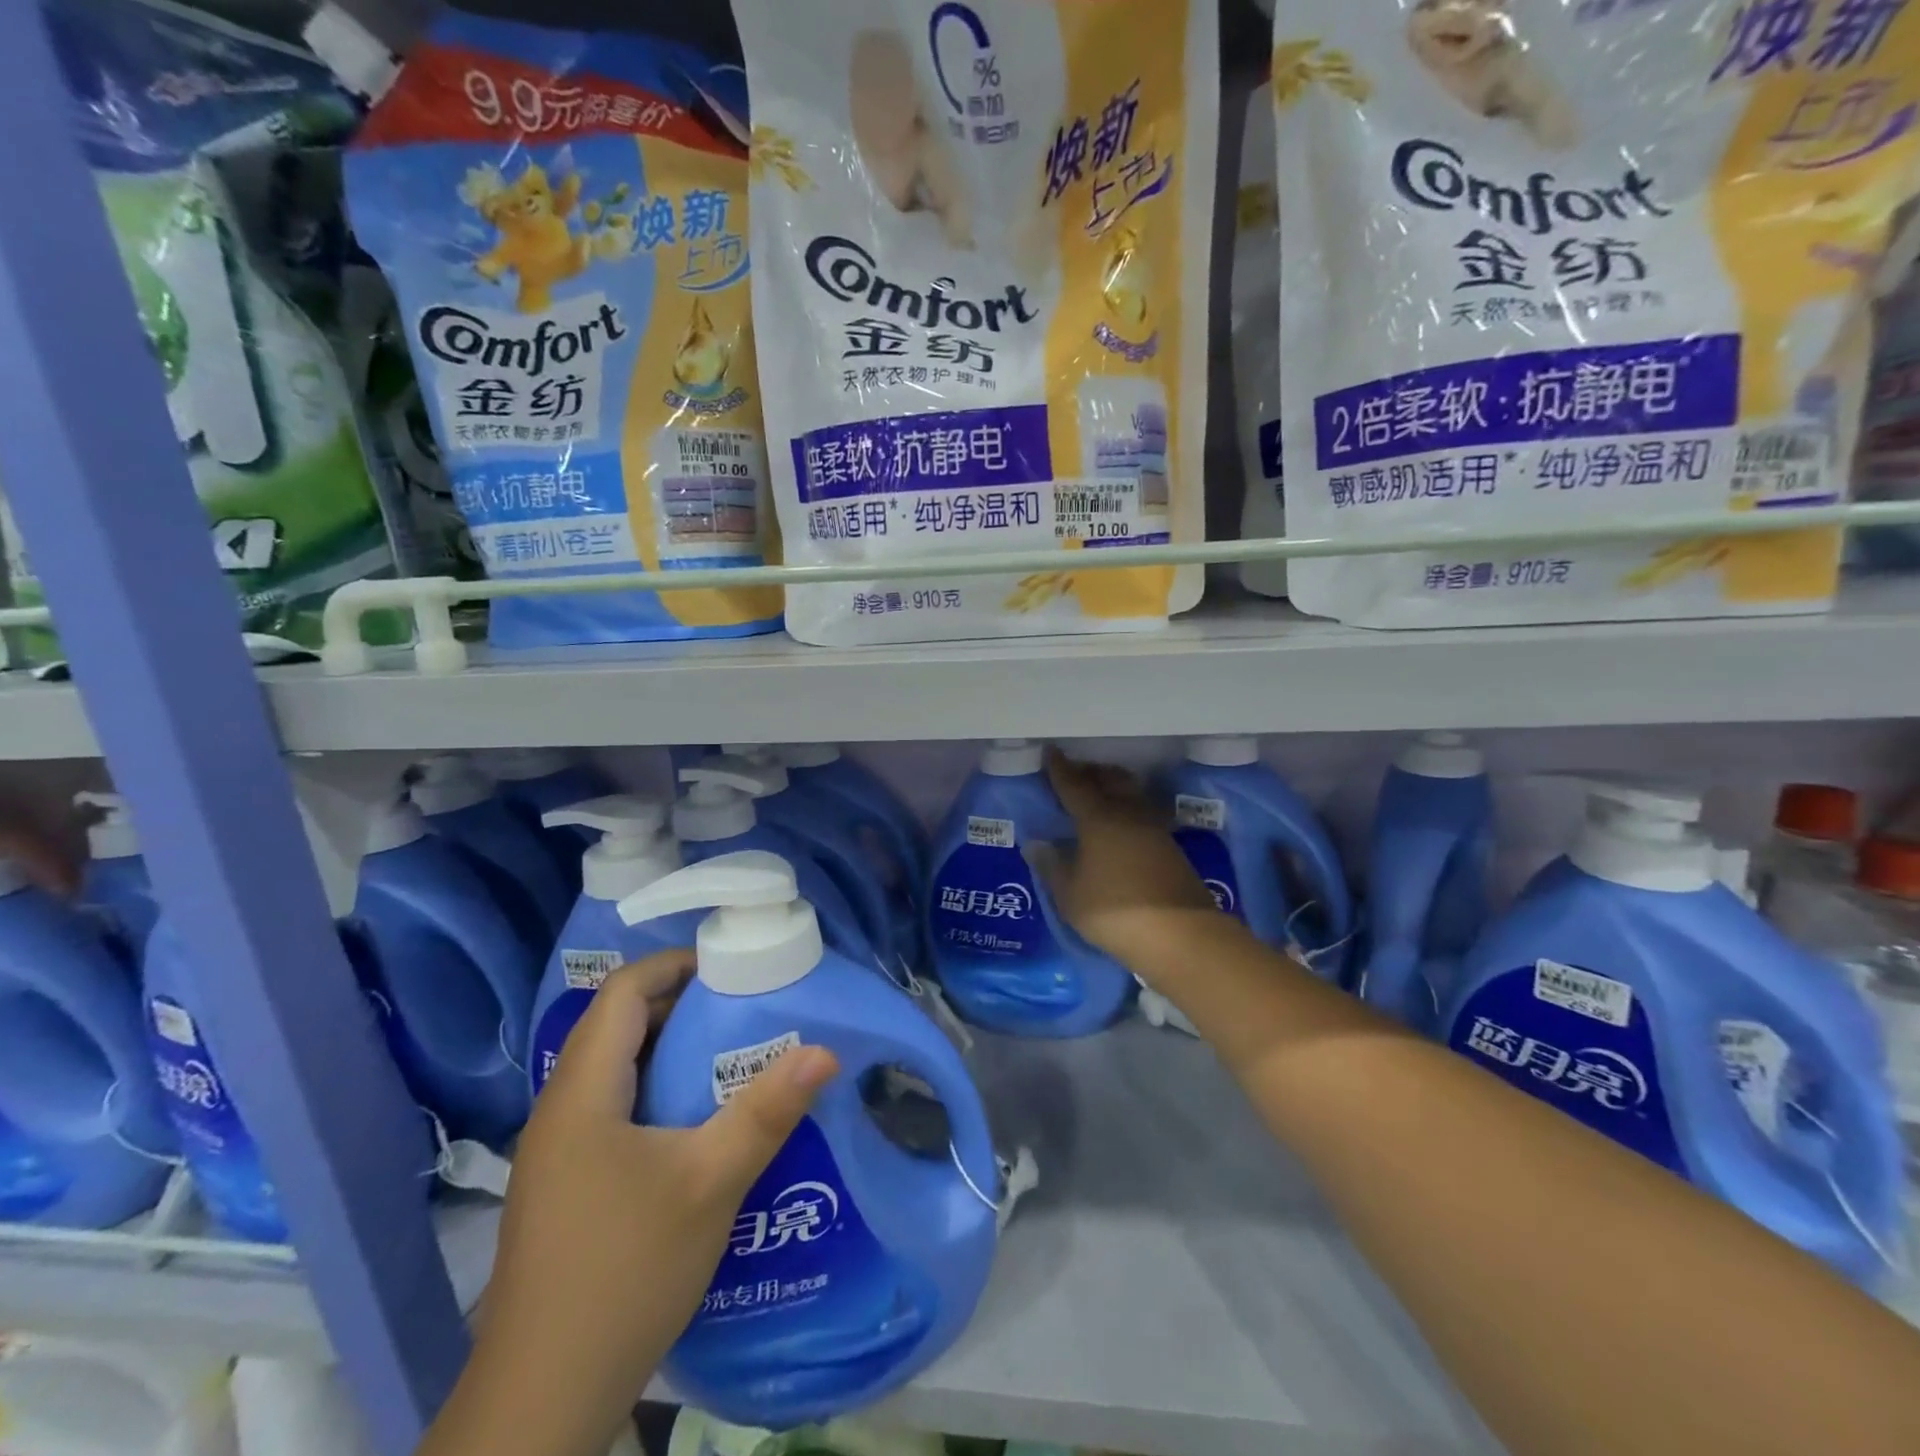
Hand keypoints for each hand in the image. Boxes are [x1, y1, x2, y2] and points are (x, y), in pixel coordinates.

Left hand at [444, 951, 838, 1455]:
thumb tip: (825, 1050)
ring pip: (618, 1072)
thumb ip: (767, 1111)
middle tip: (748, 1009)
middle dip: (684, 1007)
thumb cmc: (624, 1272)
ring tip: (735, 1057)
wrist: (541, 1402)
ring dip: (673, 1053)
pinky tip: (701, 1125)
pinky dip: (660, 1095)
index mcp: (582, 1093)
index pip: (622, 992)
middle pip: (620, 1027)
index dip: (674, 965)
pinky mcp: (567, 1187)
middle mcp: (561, 1111)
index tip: (732, 966)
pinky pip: (616, 1112)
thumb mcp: (710, 1182)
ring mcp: (559, 1153)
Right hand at [1036, 749, 1228, 969]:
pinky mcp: (1170, 846)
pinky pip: (1143, 812)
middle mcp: (1127, 813)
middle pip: (1109, 779)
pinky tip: (1122, 822)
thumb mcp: (1070, 894)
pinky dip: (1128, 806)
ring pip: (1130, 792)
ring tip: (1099, 790)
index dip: (1059, 768)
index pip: (1074, 785)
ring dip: (1113, 784)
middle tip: (1074, 771)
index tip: (1050, 751)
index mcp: (1098, 818)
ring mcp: (1153, 828)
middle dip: (1090, 771)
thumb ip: (1052, 866)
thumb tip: (1037, 843)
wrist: (1180, 934)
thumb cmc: (1114, 911)